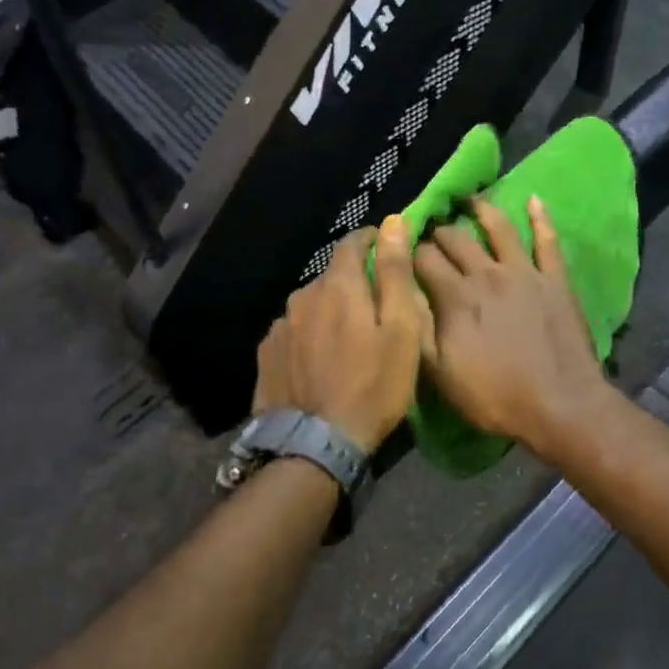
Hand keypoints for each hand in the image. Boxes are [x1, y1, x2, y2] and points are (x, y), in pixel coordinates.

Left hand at [252, 217, 429, 450]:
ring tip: (347, 340)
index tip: (386, 248)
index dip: (372, 241)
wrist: (315, 445)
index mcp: (338, 286)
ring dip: (329, 311)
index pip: (352, 243)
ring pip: (311, 305)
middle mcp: (302, 296)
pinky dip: (309, 336)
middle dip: (353, 282)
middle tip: (374, 309)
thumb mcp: (401, 329)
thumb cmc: (373, 385)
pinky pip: (293, 332)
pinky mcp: (266, 354)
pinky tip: (319, 361)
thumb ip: (395, 273)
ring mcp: (280, 326)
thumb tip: (392, 222)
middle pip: (331, 276)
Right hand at [414, 197, 613, 457]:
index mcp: (455, 297)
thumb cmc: (494, 397)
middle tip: (431, 230)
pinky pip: (548, 241)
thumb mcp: (440, 375)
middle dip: (438, 232)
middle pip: (456, 240)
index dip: (408, 252)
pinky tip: (535, 200)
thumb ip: (417, 330)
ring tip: (470, 200)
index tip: (401, 250)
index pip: (423, 260)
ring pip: (499, 229)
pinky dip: (541, 218)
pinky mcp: (555, 280)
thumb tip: (402, 294)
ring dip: (482, 210)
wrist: (560, 405)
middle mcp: (486, 274)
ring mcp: (524, 273)